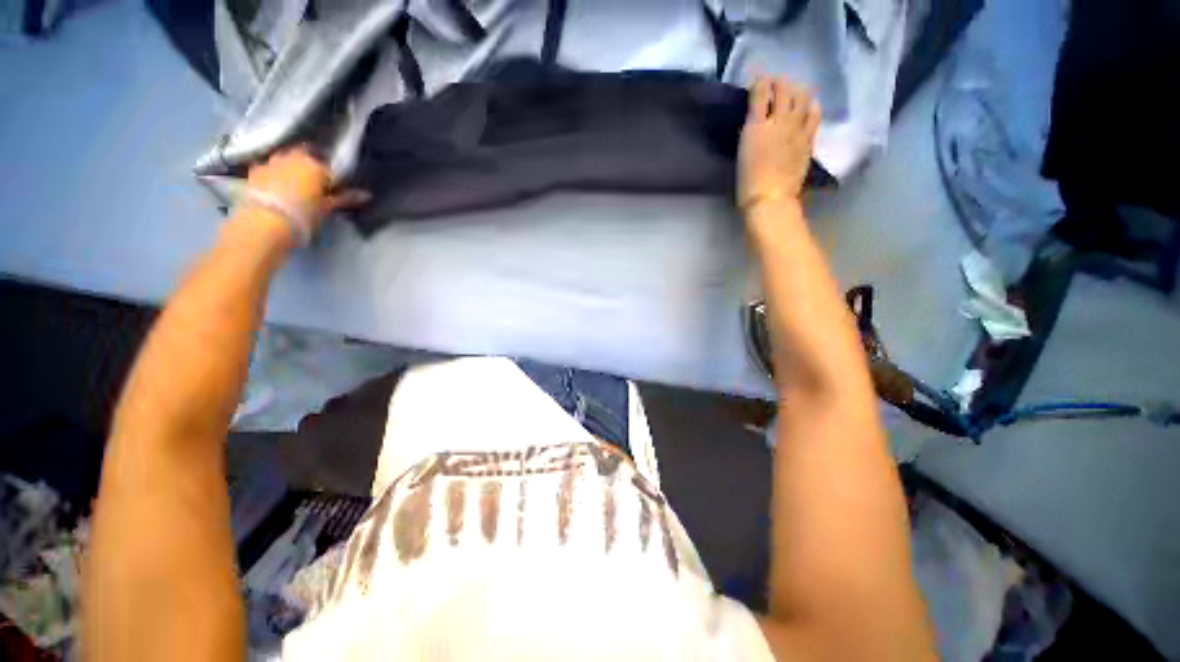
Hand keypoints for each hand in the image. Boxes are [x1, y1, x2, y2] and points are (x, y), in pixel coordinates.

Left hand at [245, 148, 368, 239]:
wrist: (265, 222)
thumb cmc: (302, 215)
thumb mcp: (327, 208)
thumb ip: (346, 199)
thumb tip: (367, 195)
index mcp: (315, 165)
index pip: (329, 167)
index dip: (332, 177)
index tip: (334, 186)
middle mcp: (293, 157)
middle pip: (305, 155)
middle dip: (310, 163)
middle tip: (314, 179)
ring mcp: (272, 161)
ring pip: (285, 156)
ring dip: (291, 164)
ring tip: (294, 178)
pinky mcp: (255, 170)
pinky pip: (268, 165)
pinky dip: (273, 170)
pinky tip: (275, 181)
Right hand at [738, 78, 821, 210]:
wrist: (770, 200)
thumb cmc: (747, 183)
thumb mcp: (742, 154)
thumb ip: (750, 132)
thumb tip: (757, 119)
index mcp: (756, 126)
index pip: (760, 93)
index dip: (760, 82)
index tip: (758, 79)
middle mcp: (778, 121)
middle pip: (783, 90)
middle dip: (779, 82)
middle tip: (775, 83)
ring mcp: (797, 130)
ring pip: (802, 97)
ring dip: (797, 89)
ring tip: (793, 91)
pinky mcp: (808, 140)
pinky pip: (814, 115)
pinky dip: (811, 105)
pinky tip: (810, 105)